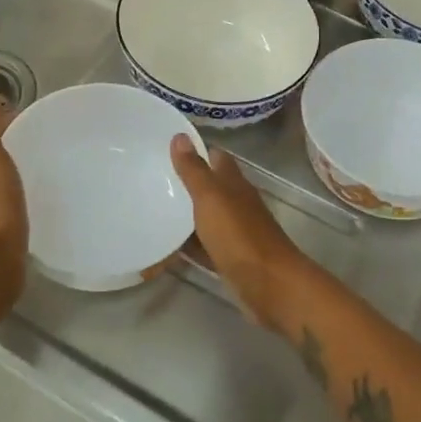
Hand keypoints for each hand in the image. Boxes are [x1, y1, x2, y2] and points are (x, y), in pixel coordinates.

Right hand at [170, 136, 309, 330]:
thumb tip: (180, 135)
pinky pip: (204, 245)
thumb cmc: (239, 236)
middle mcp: (237, 204)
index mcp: (235, 184)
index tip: (168, 146)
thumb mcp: (211, 198)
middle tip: (151, 177)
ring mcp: (235, 232)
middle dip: (186, 181)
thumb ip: (195, 170)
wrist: (269, 285)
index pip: (216, 157)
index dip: (196, 150)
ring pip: (206, 216)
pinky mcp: (230, 258)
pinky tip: (166, 244)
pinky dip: (188, 242)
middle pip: (211, 187)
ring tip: (152, 207)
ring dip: (186, 212)